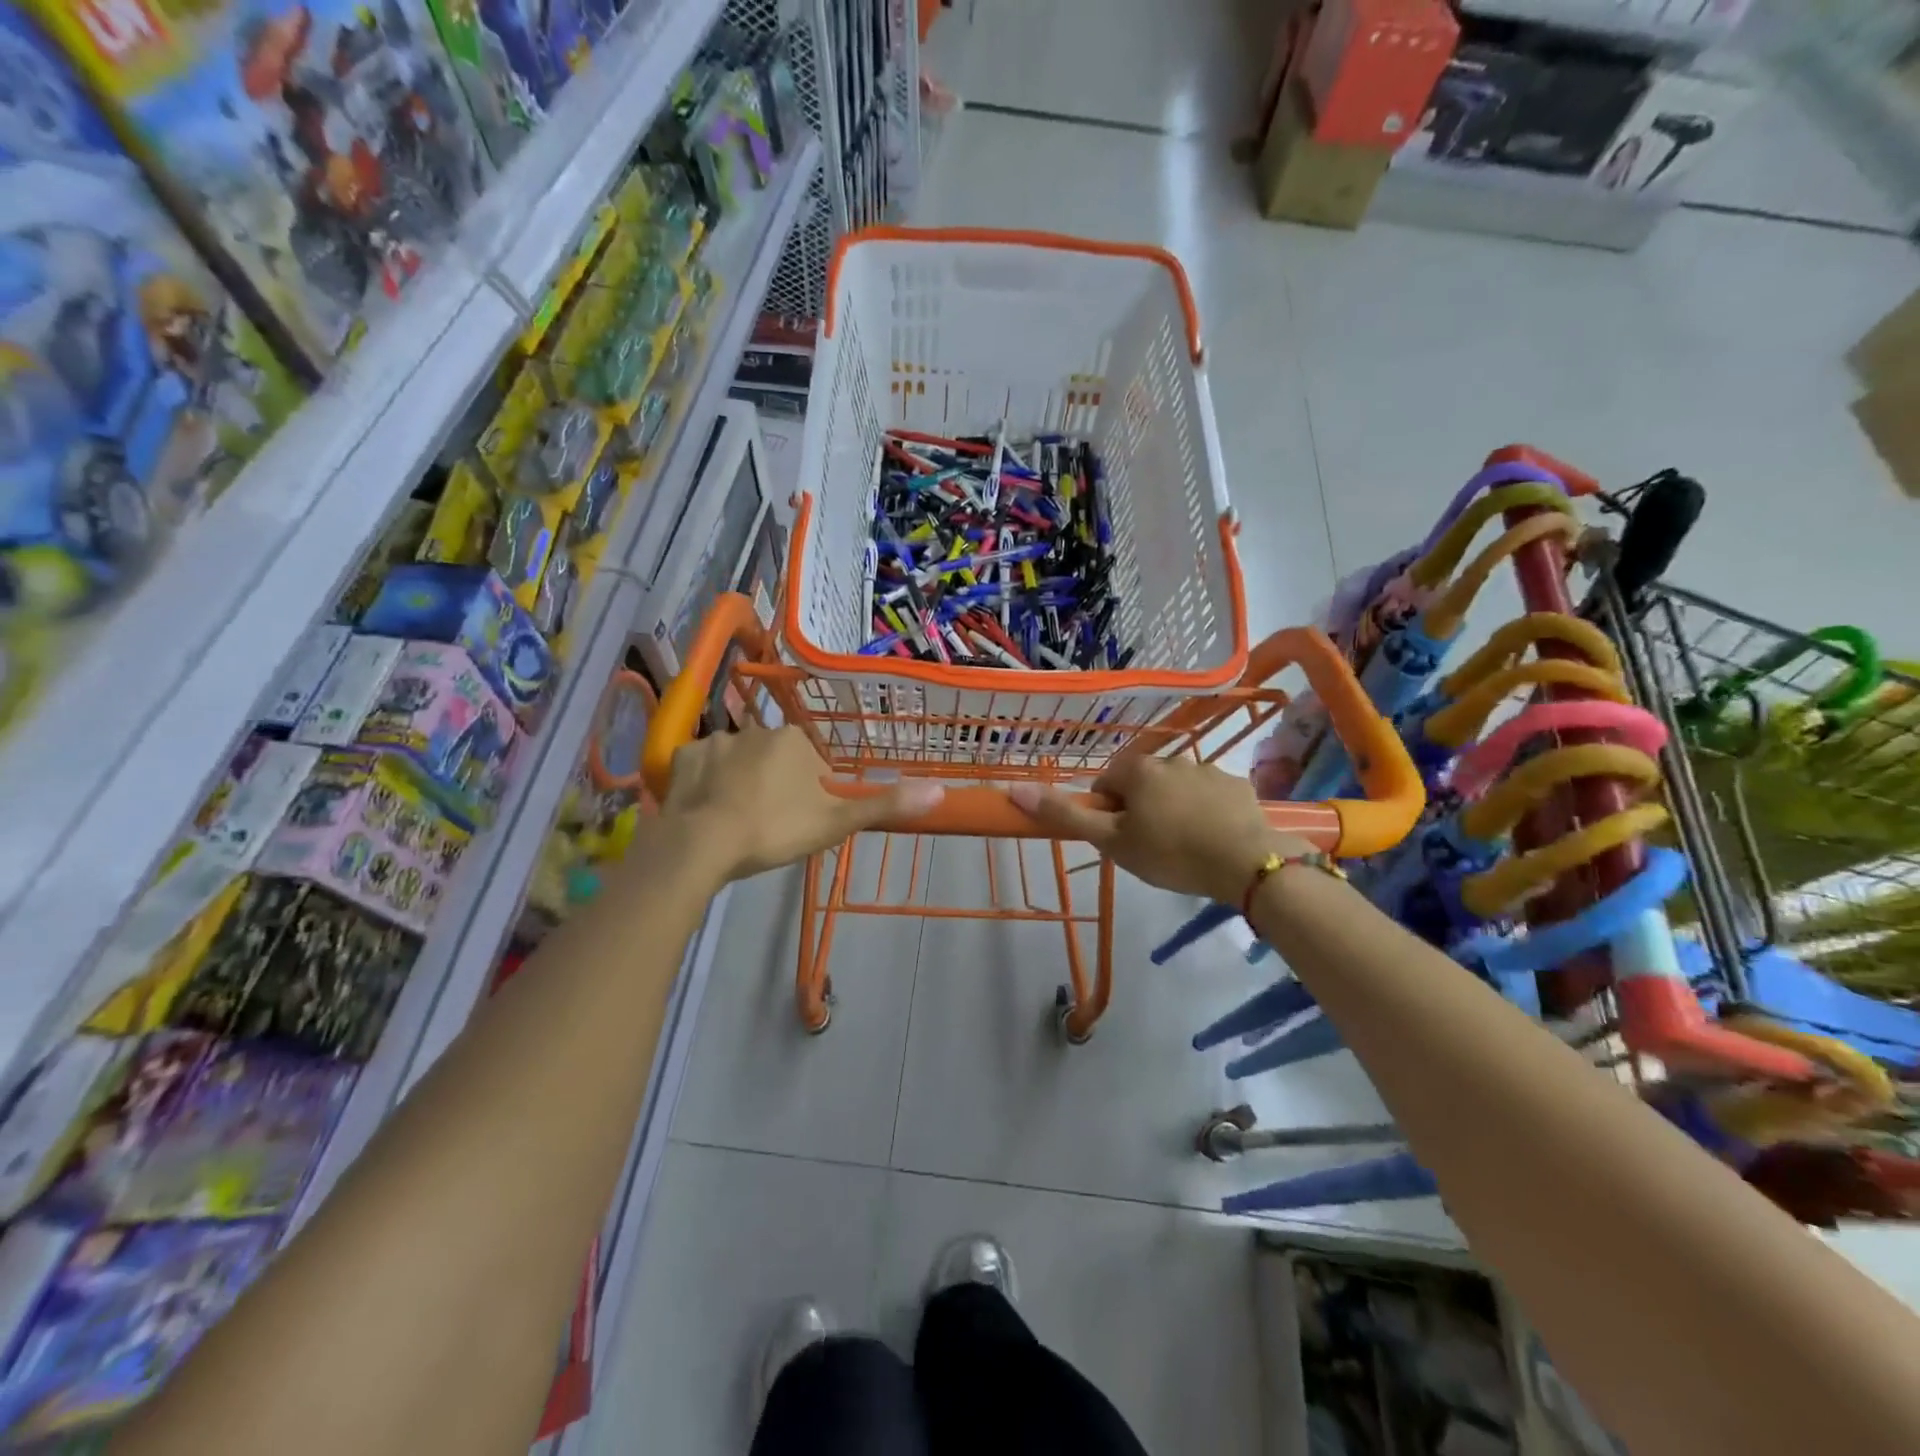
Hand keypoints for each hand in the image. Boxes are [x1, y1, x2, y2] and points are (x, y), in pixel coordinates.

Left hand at [660, 725, 944, 882]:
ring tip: (735, 821)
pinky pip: (701, 766)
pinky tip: (707, 809)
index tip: (799, 821)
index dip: (809, 793)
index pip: (812, 762)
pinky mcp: (682, 757)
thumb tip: (940, 790)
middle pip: (774, 758)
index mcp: (795, 741)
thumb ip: (885, 805)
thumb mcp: (836, 822)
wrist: (703, 843)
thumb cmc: (775, 829)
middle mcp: (756, 730)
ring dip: (740, 781)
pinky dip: (705, 783)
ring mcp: (715, 741)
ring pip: (737, 761)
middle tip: (768, 824)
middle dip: (775, 784)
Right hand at [1008, 757, 1308, 903]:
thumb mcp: (1111, 841)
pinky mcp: (1238, 785)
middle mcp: (1171, 760)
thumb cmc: (1170, 853)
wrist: (1246, 863)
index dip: (1105, 812)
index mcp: (1138, 770)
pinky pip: (1210, 796)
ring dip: (1173, 809)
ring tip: (1184, 847)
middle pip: (1141, 784)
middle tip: (1148, 847)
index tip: (1117, 839)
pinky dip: (1206, 812)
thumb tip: (1015, 788)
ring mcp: (1208, 770)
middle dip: (1140, 810)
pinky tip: (1213, 839)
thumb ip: (1065, 815)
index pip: (1105, 783)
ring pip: (1177, 789)